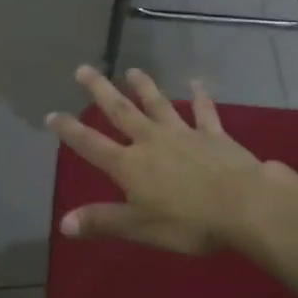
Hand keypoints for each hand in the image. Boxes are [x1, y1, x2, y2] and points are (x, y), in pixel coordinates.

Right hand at [45, 65, 282, 255]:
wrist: (244, 205)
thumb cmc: (189, 223)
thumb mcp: (141, 227)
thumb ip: (103, 222)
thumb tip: (62, 223)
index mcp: (130, 165)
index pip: (92, 145)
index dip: (70, 131)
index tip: (52, 115)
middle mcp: (152, 141)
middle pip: (121, 112)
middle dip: (100, 91)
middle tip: (84, 69)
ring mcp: (183, 133)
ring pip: (158, 104)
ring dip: (144, 87)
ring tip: (132, 70)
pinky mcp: (213, 134)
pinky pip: (204, 111)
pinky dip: (199, 96)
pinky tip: (196, 82)